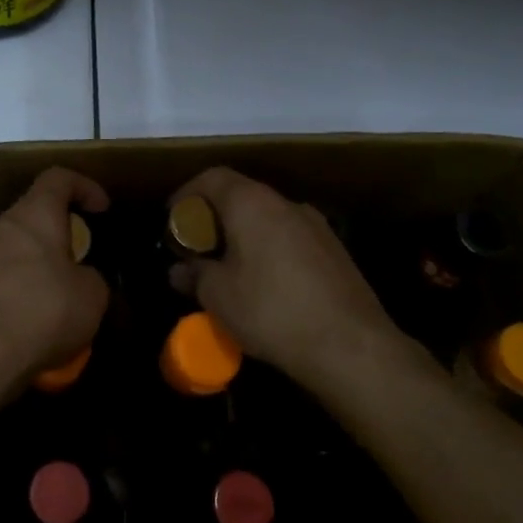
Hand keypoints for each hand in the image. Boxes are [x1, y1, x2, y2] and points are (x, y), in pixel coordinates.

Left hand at [0, 167, 110, 393]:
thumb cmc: (41, 311)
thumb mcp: (91, 296)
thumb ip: (91, 278)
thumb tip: (82, 279)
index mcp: (35, 215)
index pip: (58, 178)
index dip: (84, 187)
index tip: (103, 209)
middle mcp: (2, 227)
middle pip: (33, 214)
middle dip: (59, 231)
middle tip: (82, 258)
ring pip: (15, 248)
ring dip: (38, 264)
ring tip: (59, 296)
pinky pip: (0, 278)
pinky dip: (19, 290)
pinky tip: (33, 322)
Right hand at [169, 167, 436, 395]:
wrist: (351, 346)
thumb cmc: (271, 310)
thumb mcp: (217, 296)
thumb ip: (193, 275)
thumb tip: (178, 270)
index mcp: (252, 203)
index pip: (212, 177)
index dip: (187, 194)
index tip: (172, 219)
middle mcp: (286, 203)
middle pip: (241, 196)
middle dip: (214, 218)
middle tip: (197, 248)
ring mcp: (316, 226)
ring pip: (268, 219)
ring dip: (244, 236)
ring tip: (229, 269)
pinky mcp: (336, 251)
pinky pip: (290, 239)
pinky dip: (269, 251)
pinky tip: (265, 286)